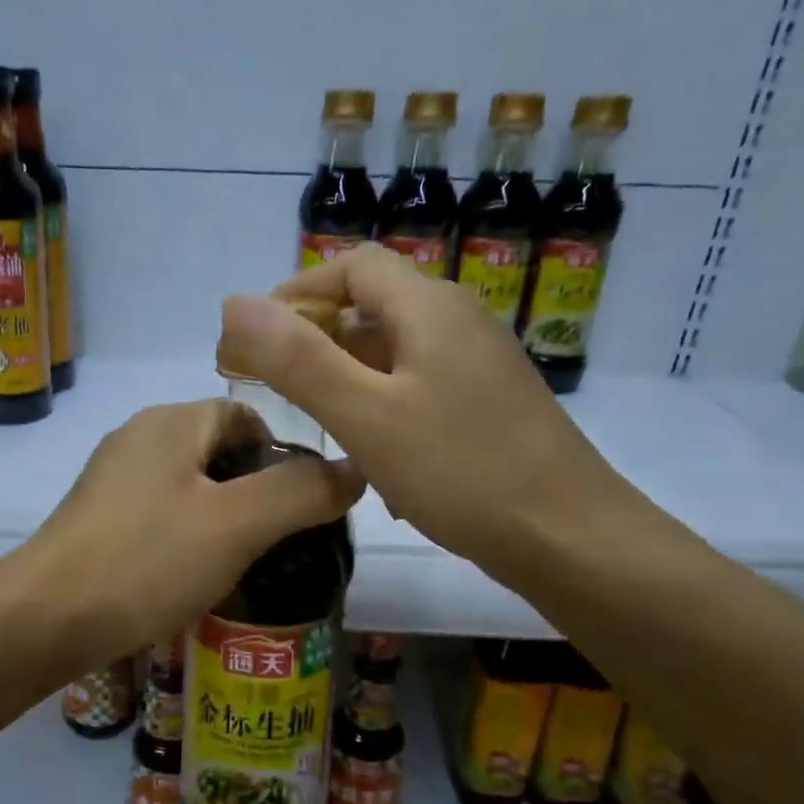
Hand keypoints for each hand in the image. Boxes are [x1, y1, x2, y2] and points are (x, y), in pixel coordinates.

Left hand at [18, 399, 363, 660]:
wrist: (45, 619)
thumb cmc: (146, 560)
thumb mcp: (237, 524)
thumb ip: (301, 492)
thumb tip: (356, 467)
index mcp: (172, 423)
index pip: (247, 415)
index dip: (285, 453)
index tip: (306, 504)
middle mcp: (139, 437)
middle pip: (220, 451)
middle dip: (258, 491)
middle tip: (285, 541)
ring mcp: (113, 479)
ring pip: (191, 487)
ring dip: (225, 519)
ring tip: (249, 564)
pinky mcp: (98, 519)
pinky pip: (161, 515)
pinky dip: (188, 537)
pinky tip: (197, 576)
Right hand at [216, 244, 625, 570]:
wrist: (570, 538)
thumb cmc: (461, 470)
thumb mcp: (365, 415)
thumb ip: (298, 359)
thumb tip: (234, 303)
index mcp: (428, 307)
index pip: (352, 266)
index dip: (297, 291)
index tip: (255, 338)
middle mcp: (458, 321)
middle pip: (373, 306)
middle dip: (315, 337)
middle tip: (273, 384)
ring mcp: (478, 365)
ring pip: (394, 352)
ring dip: (346, 376)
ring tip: (311, 422)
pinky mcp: (488, 404)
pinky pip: (418, 387)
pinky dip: (381, 406)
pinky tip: (368, 457)